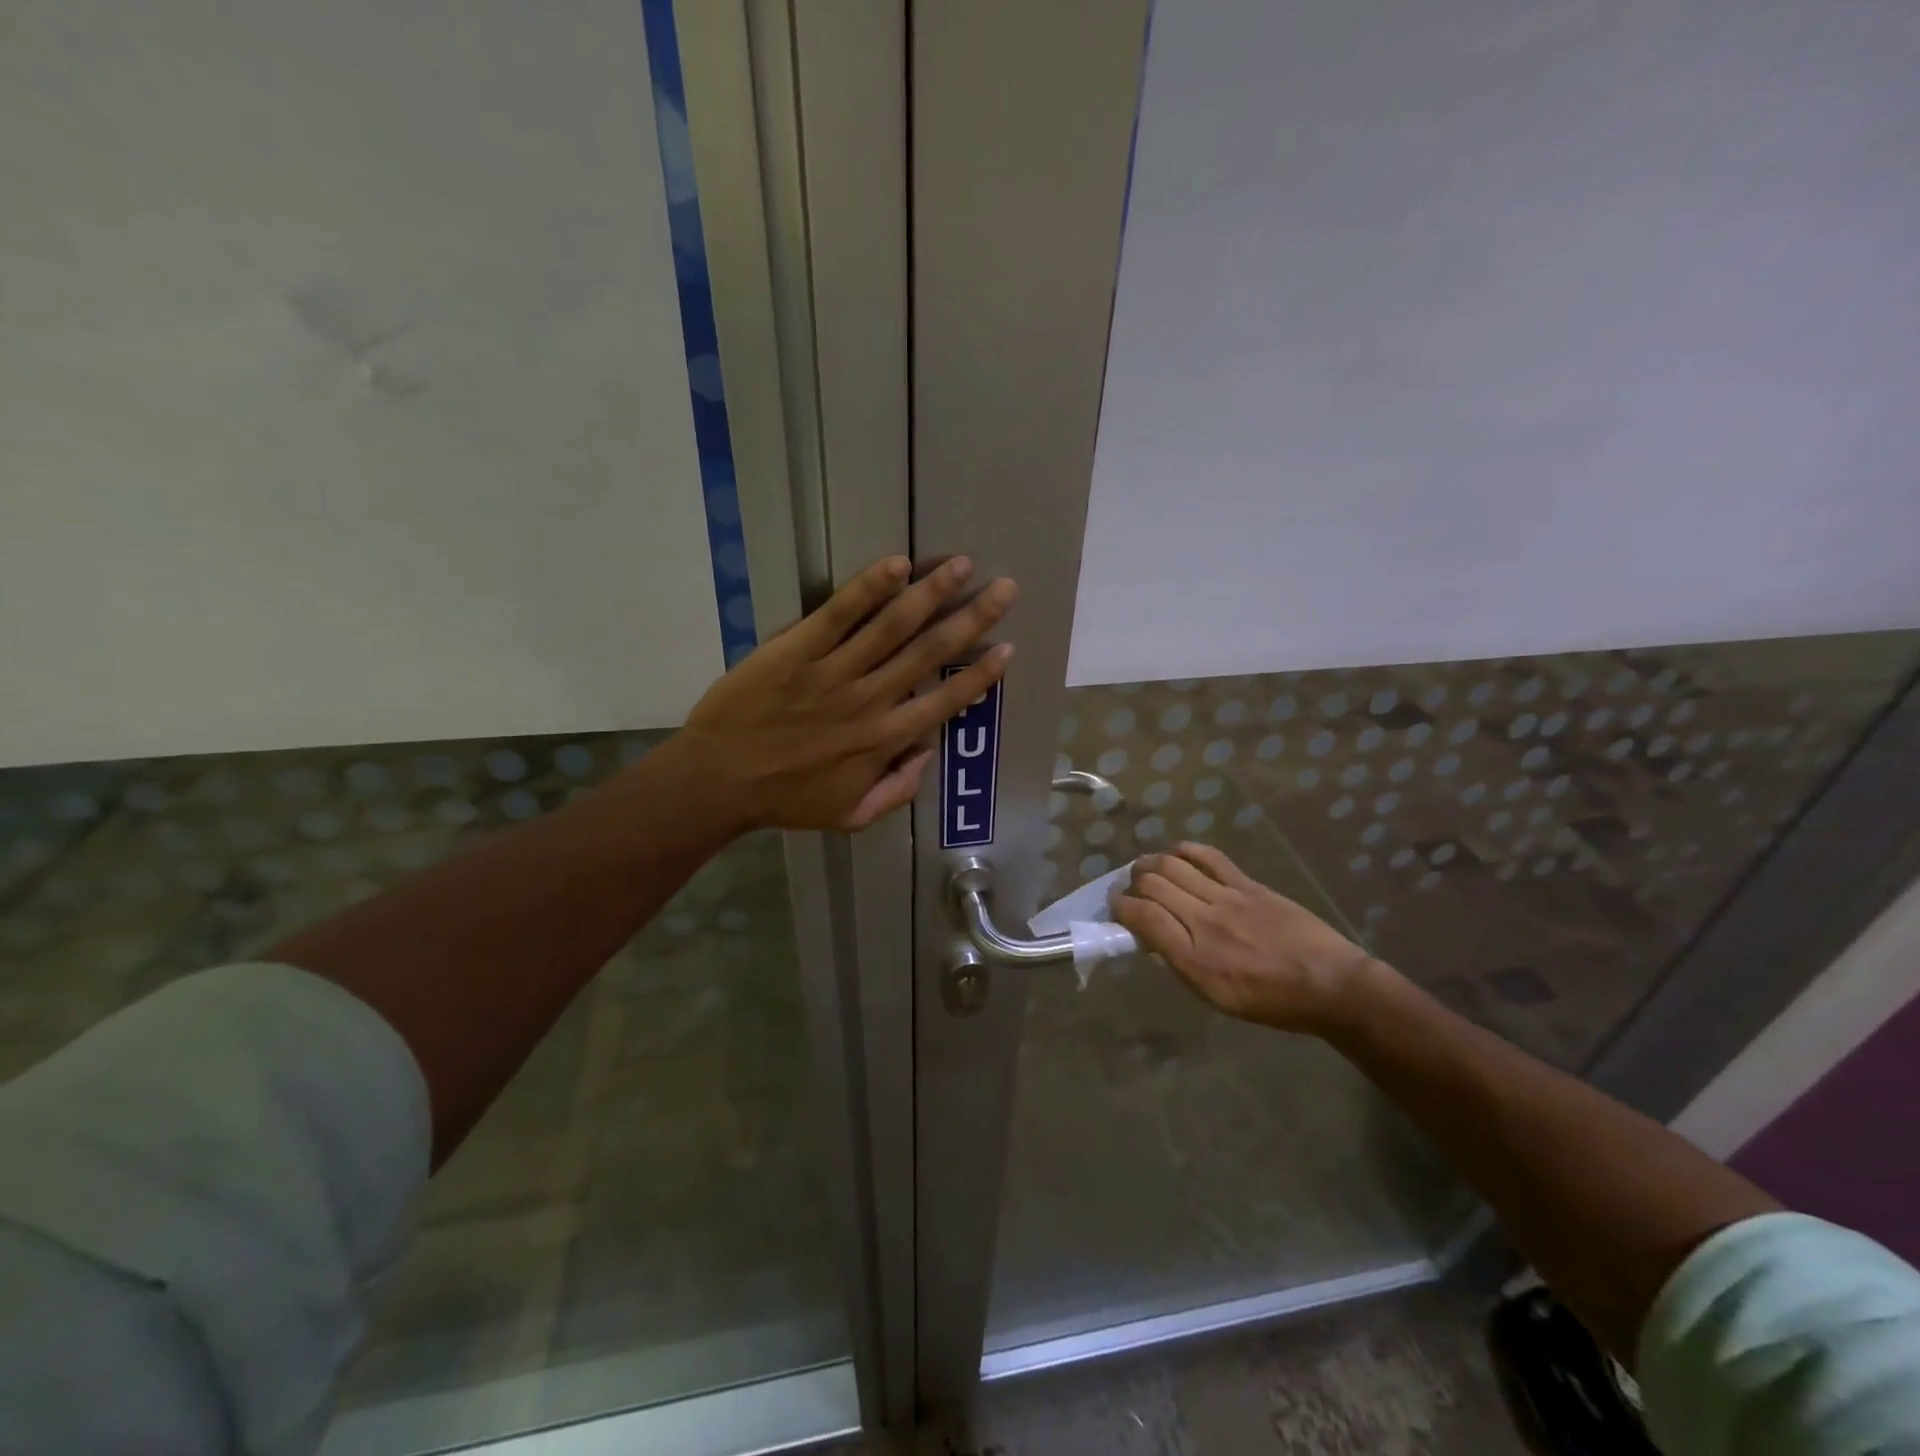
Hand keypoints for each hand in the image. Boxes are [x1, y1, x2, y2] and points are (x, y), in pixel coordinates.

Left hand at [674, 555, 1016, 831]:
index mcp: (885, 741)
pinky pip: (837, 615)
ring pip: (892, 626)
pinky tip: (897, 565)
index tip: (1007, 648)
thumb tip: (928, 752)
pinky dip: (868, 589)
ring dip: (931, 593)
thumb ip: (898, 790)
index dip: (980, 676)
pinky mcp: (796, 651)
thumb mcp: (852, 817)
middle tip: (1004, 588)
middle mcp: (870, 700)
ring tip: (961, 565)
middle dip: (972, 619)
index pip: (945, 701)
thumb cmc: (786, 800)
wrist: (717, 783)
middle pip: (930, 652)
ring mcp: (833, 672)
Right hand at [1111, 842, 1376, 1031]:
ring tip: (1145, 868)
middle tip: (1129, 888)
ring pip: (1174, 866)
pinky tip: (1177, 853)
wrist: (1330, 985)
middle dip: (1132, 883)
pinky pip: (1209, 857)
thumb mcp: (1216, 997)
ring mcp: (1227, 898)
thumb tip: (1155, 937)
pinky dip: (1186, 850)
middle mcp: (1204, 923)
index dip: (1121, 906)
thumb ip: (1181, 963)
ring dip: (1151, 863)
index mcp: (1193, 959)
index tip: (1116, 906)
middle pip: (1153, 885)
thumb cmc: (1272, 1002)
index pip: (1142, 917)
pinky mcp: (1248, 885)